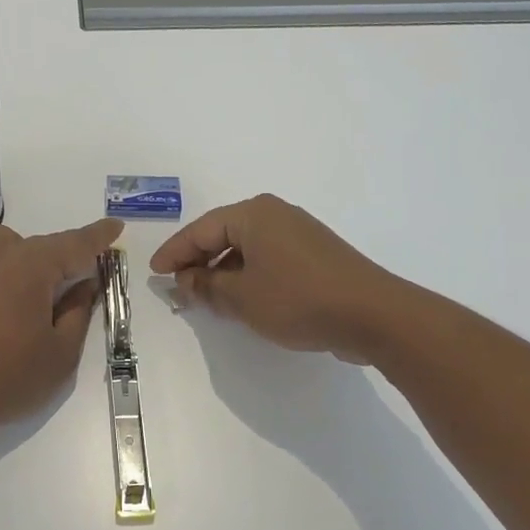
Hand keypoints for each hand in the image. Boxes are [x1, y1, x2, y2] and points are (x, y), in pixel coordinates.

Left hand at [0, 217, 123, 433]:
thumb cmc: (8, 376)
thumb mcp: (60, 352)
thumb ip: (78, 312)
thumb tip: (83, 285)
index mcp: (30, 266)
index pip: (74, 244)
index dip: (98, 236)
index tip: (115, 226)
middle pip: (40, 245)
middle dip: (63, 258)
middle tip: (79, 281)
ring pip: (7, 248)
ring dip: (28, 261)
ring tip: (36, 294)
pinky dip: (1, 274)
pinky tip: (2, 306)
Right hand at [149, 194, 394, 361]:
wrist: (373, 315)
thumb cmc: (298, 299)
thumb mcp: (242, 297)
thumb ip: (206, 286)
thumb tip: (184, 280)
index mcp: (253, 214)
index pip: (200, 230)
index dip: (174, 253)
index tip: (155, 272)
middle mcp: (275, 214)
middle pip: (223, 234)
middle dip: (198, 261)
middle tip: (177, 285)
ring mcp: (298, 233)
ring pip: (246, 248)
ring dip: (223, 271)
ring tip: (206, 297)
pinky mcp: (314, 254)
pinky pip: (268, 258)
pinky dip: (248, 275)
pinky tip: (242, 298)